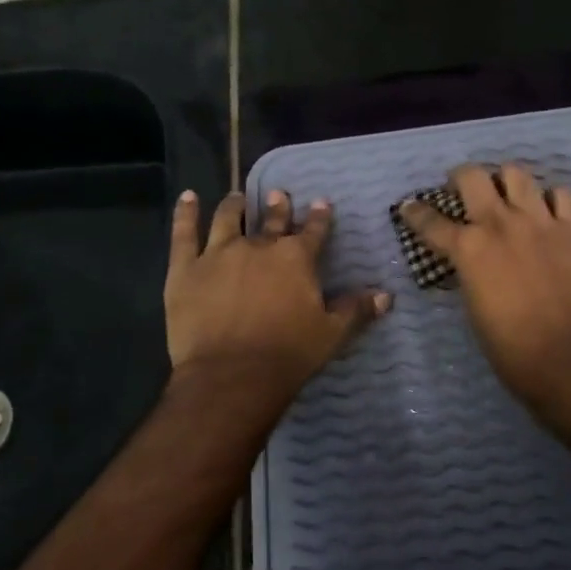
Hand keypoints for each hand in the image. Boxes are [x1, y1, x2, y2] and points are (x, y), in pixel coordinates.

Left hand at [166, 189, 388, 403]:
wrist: (232, 375)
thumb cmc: (288, 354)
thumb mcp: (332, 334)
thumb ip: (356, 310)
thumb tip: (386, 296)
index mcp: (297, 258)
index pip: (314, 230)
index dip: (319, 216)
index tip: (321, 202)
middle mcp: (260, 246)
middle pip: (272, 220)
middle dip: (278, 206)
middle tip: (278, 194)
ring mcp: (219, 253)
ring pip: (227, 219)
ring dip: (235, 205)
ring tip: (237, 198)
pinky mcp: (185, 268)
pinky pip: (184, 233)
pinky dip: (186, 213)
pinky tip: (188, 197)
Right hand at [401, 164, 570, 403]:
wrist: (568, 356)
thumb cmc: (510, 347)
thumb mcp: (474, 307)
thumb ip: (470, 273)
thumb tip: (471, 262)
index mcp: (469, 249)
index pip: (431, 221)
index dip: (416, 212)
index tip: (410, 207)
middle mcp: (501, 223)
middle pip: (473, 176)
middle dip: (462, 178)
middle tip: (464, 190)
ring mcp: (541, 221)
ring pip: (518, 174)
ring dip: (507, 182)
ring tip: (509, 196)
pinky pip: (562, 194)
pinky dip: (552, 200)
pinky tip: (550, 213)